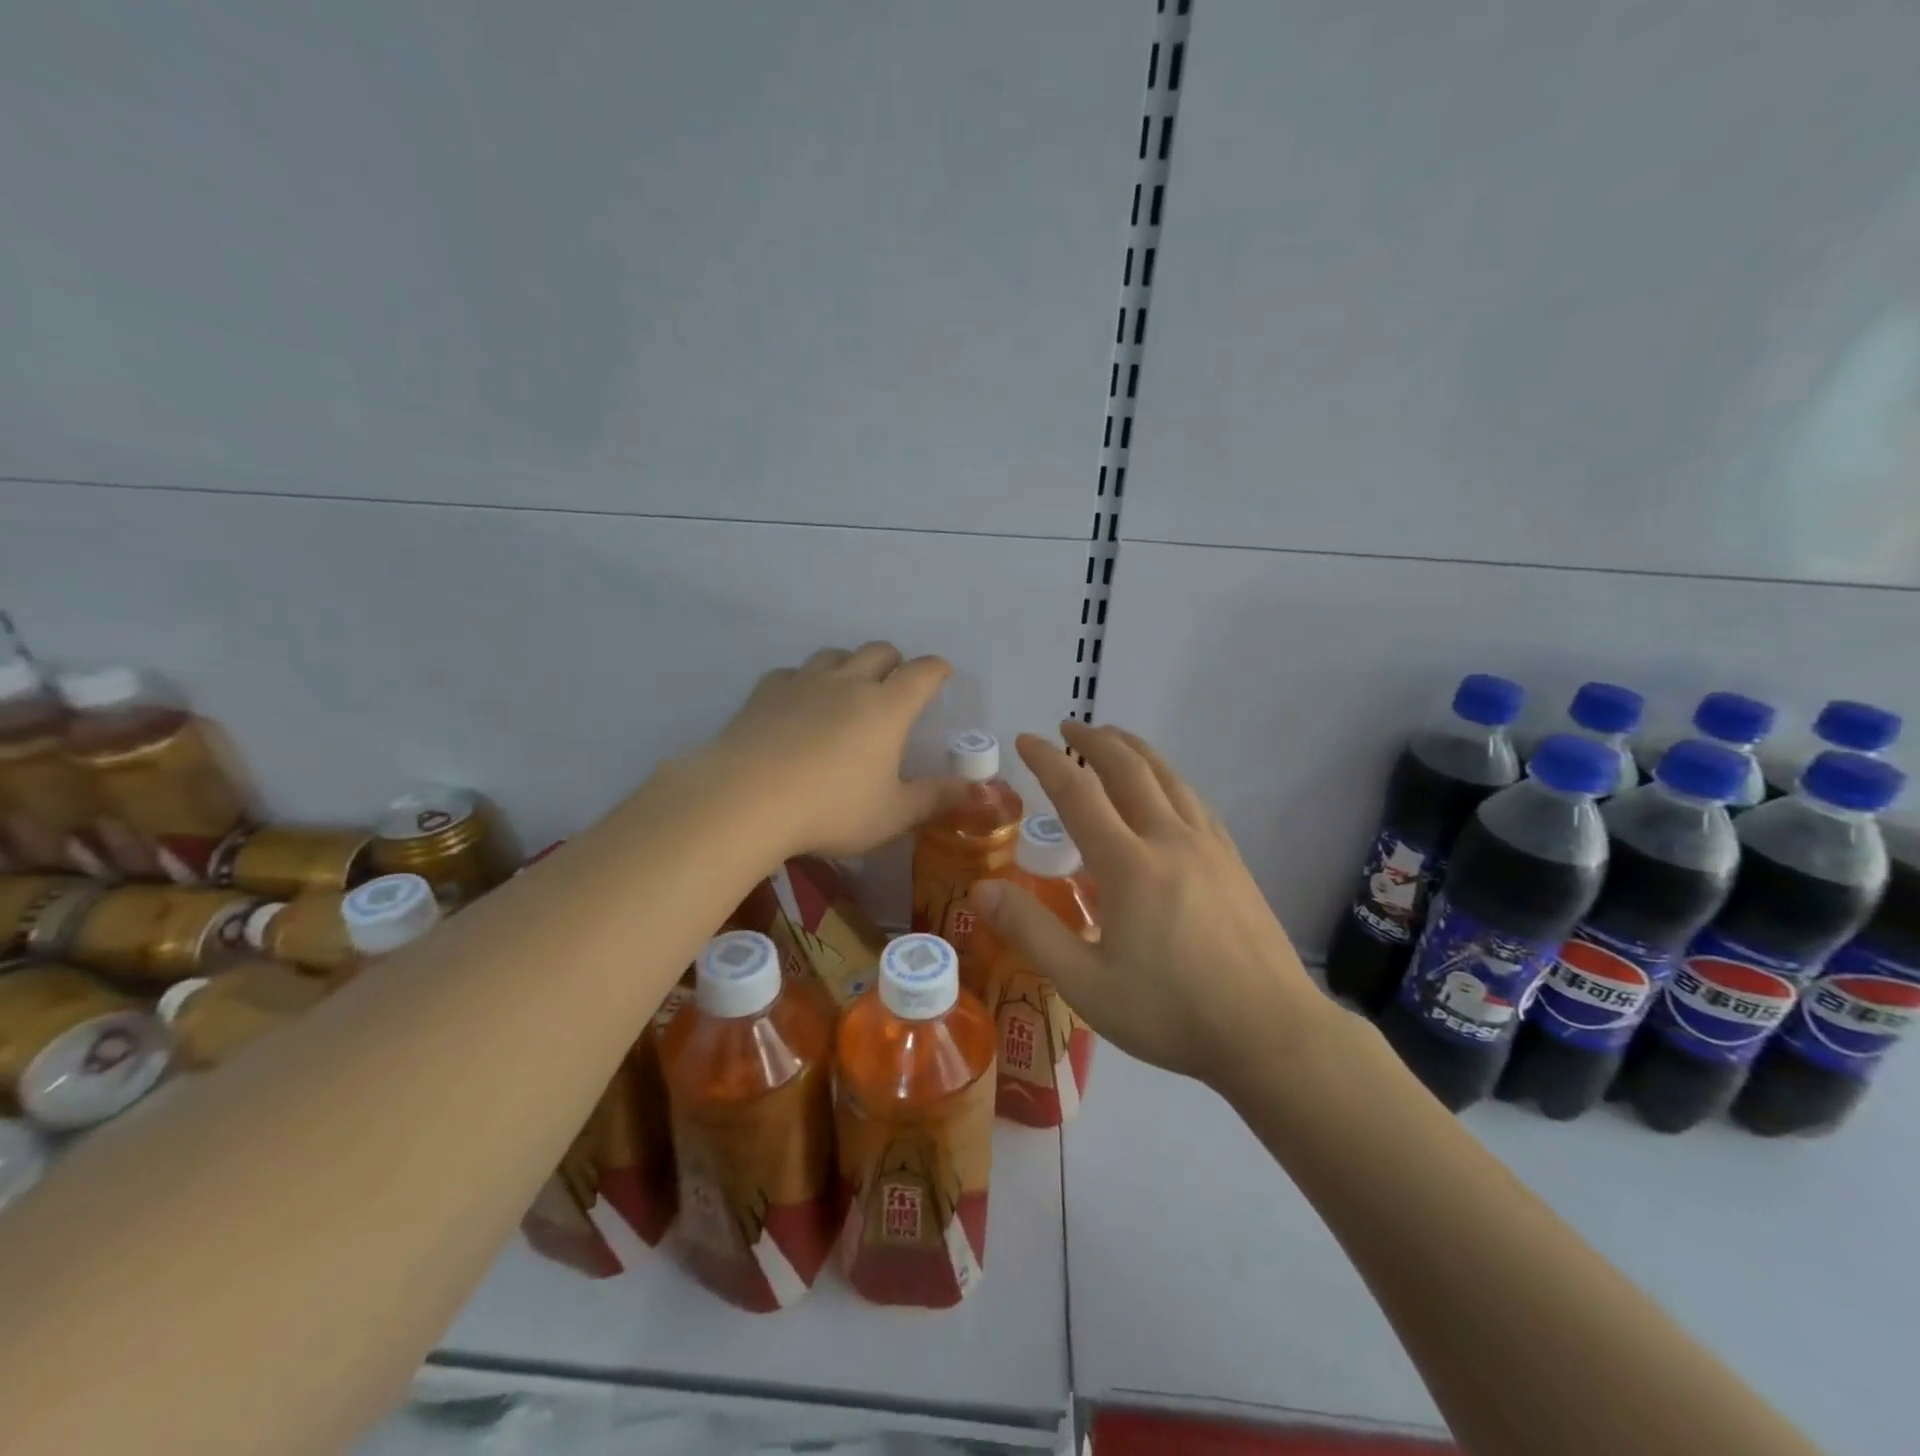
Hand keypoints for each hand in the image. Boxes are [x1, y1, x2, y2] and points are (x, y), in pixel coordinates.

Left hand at [704, 643, 965, 859]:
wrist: (746, 799)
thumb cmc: (830, 809)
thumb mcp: (891, 815)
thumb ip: (934, 799)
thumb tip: (974, 790)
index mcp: (887, 707)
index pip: (922, 673)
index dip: (937, 669)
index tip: (943, 674)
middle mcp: (849, 683)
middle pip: (879, 651)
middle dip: (895, 662)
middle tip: (896, 684)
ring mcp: (804, 682)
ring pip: (834, 655)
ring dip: (849, 664)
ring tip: (848, 688)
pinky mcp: (766, 692)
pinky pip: (792, 673)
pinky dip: (804, 681)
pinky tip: (798, 703)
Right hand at [971, 721, 1335, 1090]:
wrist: (1272, 1033)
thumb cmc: (1171, 1013)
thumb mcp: (1086, 985)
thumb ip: (1031, 932)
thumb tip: (981, 889)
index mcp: (1129, 864)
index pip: (1079, 794)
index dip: (1048, 762)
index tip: (1026, 739)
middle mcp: (1169, 840)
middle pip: (1129, 770)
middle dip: (1094, 742)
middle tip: (1069, 727)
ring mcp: (1209, 847)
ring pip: (1168, 778)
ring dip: (1136, 751)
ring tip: (1115, 739)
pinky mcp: (1234, 862)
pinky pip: (1195, 802)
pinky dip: (1170, 779)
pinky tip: (1168, 790)